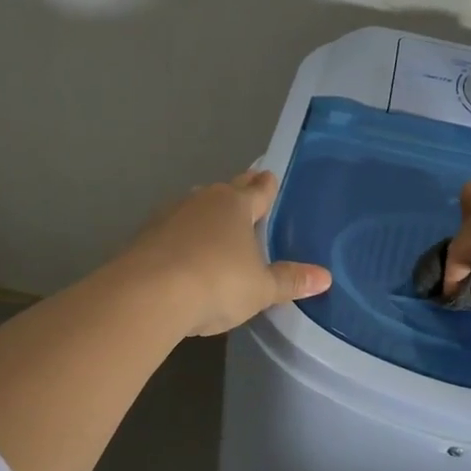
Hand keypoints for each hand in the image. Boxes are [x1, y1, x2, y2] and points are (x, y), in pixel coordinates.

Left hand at [123, 171, 331, 336]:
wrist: (147, 295)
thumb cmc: (217, 283)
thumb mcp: (261, 288)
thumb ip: (290, 281)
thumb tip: (325, 277)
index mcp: (236, 206)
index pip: (258, 190)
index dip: (267, 185)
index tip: (269, 175)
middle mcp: (203, 202)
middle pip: (226, 191)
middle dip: (238, 191)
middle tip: (247, 188)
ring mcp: (169, 216)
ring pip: (195, 207)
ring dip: (205, 213)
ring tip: (214, 221)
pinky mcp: (144, 236)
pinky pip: (171, 230)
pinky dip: (181, 236)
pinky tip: (183, 250)